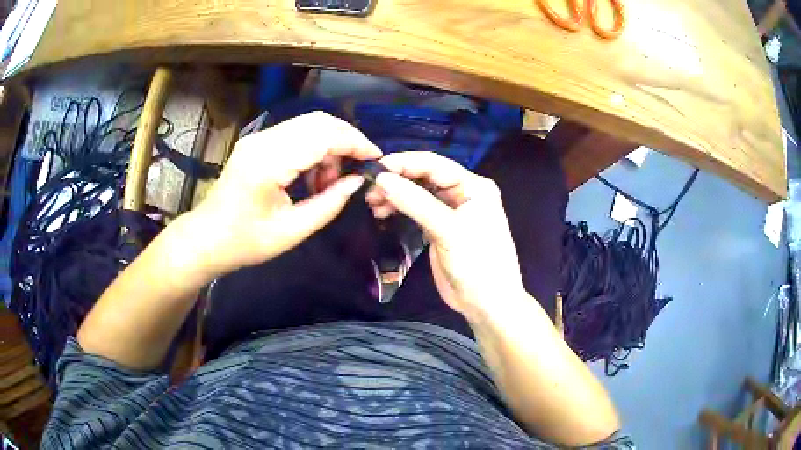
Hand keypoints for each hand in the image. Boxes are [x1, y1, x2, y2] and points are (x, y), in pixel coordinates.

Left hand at [185, 111, 381, 281]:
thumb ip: (328, 204)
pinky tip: (311, 177)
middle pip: (318, 121)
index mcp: (269, 162)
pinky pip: (295, 134)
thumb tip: (357, 182)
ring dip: (328, 147)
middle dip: (345, 141)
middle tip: (354, 172)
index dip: (355, 142)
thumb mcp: (291, 231)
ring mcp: (258, 138)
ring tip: (327, 183)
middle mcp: (263, 140)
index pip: (323, 135)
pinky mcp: (257, 142)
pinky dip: (313, 149)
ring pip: (308, 125)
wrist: (206, 238)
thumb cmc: (245, 241)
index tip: (376, 158)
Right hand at [366, 152, 523, 323]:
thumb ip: (415, 202)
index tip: (374, 168)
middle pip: (425, 177)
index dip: (404, 162)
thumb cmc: (476, 263)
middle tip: (369, 191)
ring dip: (396, 195)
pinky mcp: (441, 227)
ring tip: (372, 204)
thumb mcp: (448, 230)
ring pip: (419, 193)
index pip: (434, 164)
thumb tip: (381, 179)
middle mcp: (463, 192)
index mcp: (473, 185)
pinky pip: (417, 210)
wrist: (487, 303)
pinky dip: (400, 209)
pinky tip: (383, 213)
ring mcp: (452, 211)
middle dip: (397, 180)